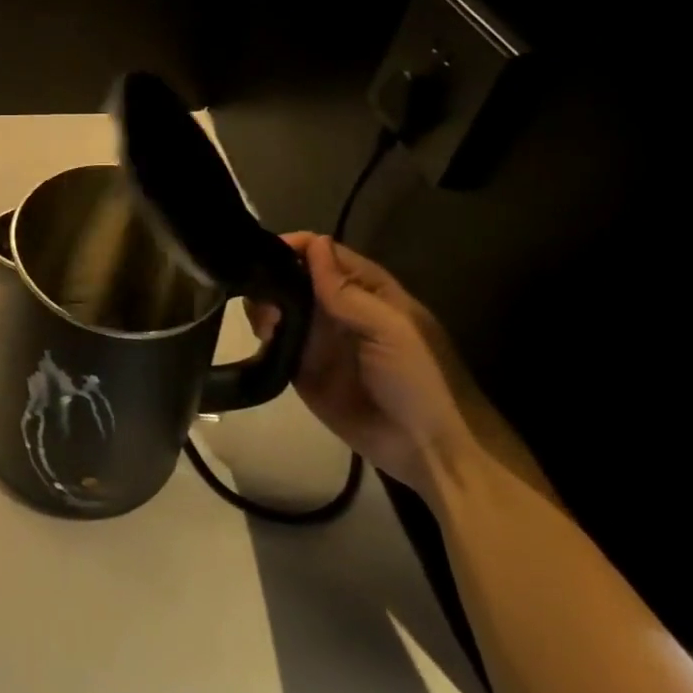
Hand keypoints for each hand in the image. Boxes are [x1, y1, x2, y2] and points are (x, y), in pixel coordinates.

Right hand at [250, 233, 475, 498]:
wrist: (431, 450)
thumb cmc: (422, 379)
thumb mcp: (392, 328)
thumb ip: (347, 291)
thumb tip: (314, 243)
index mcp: (366, 291)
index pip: (324, 255)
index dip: (296, 247)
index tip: (263, 251)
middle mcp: (337, 310)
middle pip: (294, 278)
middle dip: (272, 279)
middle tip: (261, 296)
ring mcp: (318, 341)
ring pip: (279, 309)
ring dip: (264, 308)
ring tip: (265, 324)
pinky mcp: (303, 371)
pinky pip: (275, 346)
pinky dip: (262, 338)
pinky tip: (262, 340)